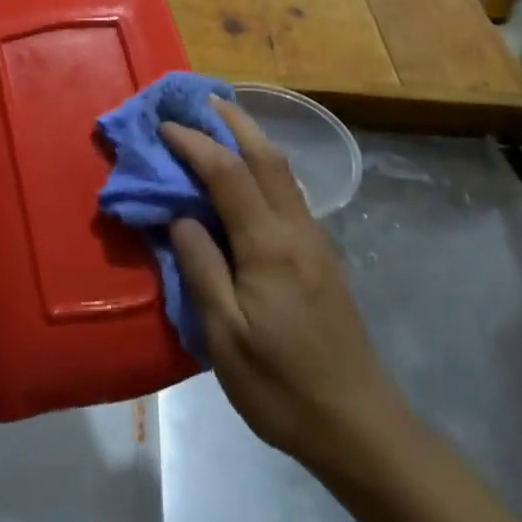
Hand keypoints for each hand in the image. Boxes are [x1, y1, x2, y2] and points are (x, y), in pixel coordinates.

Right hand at [162, 98, 404, 476]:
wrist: (357, 422)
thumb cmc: (280, 385)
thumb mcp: (225, 336)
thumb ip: (201, 268)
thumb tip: (180, 216)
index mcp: (269, 246)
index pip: (227, 175)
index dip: (195, 145)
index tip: (164, 126)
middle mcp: (296, 230)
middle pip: (267, 158)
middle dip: (235, 122)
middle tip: (203, 100)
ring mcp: (315, 241)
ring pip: (284, 173)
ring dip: (253, 140)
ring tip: (223, 124)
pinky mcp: (322, 257)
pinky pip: (289, 194)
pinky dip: (265, 168)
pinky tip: (250, 176)